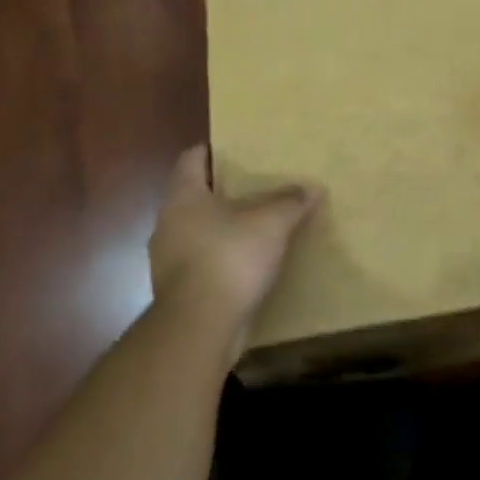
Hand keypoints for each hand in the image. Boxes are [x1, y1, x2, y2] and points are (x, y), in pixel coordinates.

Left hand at [148, 146, 319, 340]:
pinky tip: (246, 266)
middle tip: (254, 188)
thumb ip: (290, 202)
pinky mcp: (176, 292)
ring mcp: (168, 260)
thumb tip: (312, 189)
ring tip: (254, 228)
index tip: (237, 151)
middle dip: (222, 192)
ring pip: (196, 232)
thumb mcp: (271, 223)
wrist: (198, 328)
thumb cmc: (229, 258)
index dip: (212, 151)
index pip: (191, 158)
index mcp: (183, 196)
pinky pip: (200, 264)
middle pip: (194, 196)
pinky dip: (220, 260)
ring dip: (221, 229)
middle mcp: (168, 222)